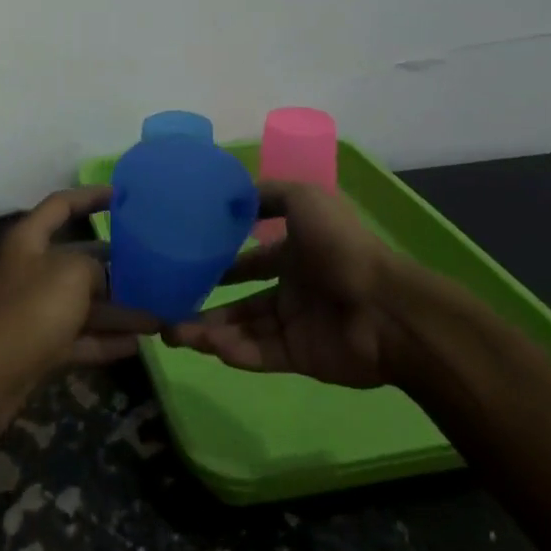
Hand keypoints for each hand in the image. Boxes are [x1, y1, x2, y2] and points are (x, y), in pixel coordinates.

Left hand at [0, 186, 158, 440]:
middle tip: (155, 264)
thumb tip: (104, 279)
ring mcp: (35, 311)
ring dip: (119, 310)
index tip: (121, 195)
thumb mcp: (70, 275)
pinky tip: (138, 344)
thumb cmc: (29, 311)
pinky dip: (105, 340)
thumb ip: (94, 268)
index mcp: (29, 240)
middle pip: (78, 259)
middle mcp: (31, 270)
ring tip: (159, 314)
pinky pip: (80, 337)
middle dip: (115, 263)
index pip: (61, 205)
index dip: (90, 196)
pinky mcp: (40, 347)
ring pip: (84, 303)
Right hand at [164, 181, 449, 389]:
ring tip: (172, 333)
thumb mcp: (305, 199)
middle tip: (165, 310)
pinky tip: (208, 345)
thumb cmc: (341, 247)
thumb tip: (231, 196)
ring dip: (208, 330)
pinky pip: (257, 353)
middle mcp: (291, 288)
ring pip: (242, 328)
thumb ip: (269, 194)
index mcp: (295, 252)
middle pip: (239, 299)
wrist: (385, 308)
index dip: (219, 260)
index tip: (184, 263)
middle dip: (204, 304)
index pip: (249, 259)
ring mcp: (294, 324)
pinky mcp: (298, 356)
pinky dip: (233, 351)